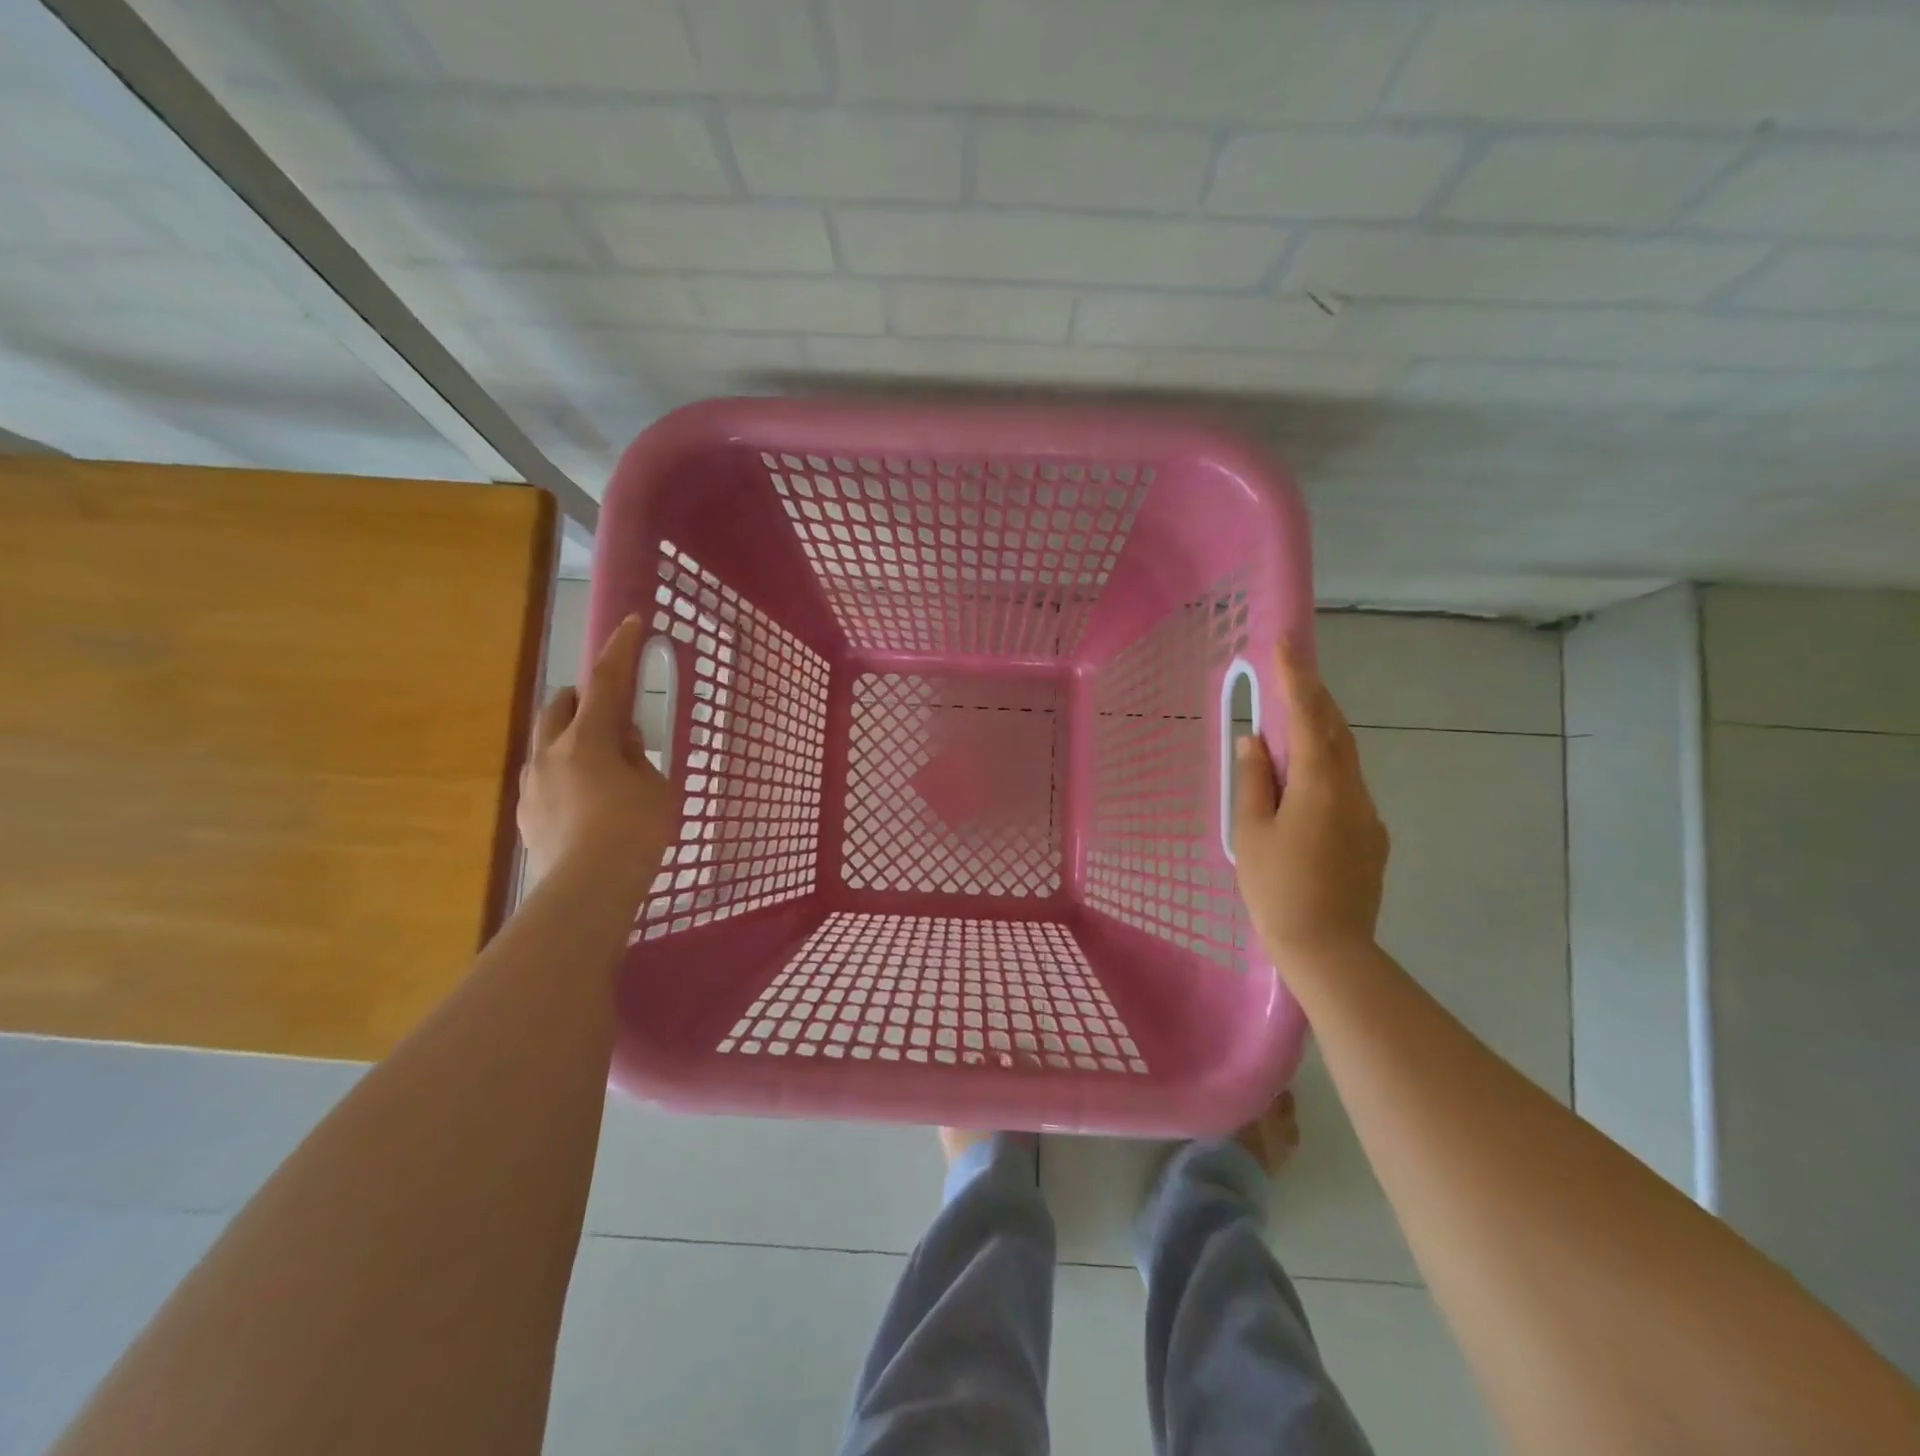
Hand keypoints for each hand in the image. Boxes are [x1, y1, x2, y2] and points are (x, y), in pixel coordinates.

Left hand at [518, 615, 675, 891]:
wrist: (588, 888)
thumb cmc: (634, 830)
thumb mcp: (654, 787)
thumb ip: (638, 757)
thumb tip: (623, 742)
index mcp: (588, 739)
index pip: (608, 682)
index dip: (621, 650)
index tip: (632, 622)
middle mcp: (551, 752)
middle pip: (560, 706)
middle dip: (584, 699)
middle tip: (612, 715)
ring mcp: (532, 784)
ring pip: (547, 743)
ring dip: (572, 740)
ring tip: (602, 768)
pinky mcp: (526, 814)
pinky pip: (544, 778)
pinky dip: (565, 774)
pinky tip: (586, 803)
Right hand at [1233, 639, 1388, 959]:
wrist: (1329, 950)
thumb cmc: (1277, 888)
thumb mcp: (1252, 832)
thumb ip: (1254, 781)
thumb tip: (1255, 741)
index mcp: (1320, 785)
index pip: (1309, 718)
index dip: (1297, 678)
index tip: (1285, 643)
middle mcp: (1353, 791)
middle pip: (1336, 731)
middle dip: (1314, 697)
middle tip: (1291, 672)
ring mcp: (1368, 816)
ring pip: (1345, 759)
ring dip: (1320, 733)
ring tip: (1290, 724)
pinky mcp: (1372, 839)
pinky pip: (1347, 788)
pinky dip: (1326, 769)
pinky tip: (1304, 786)